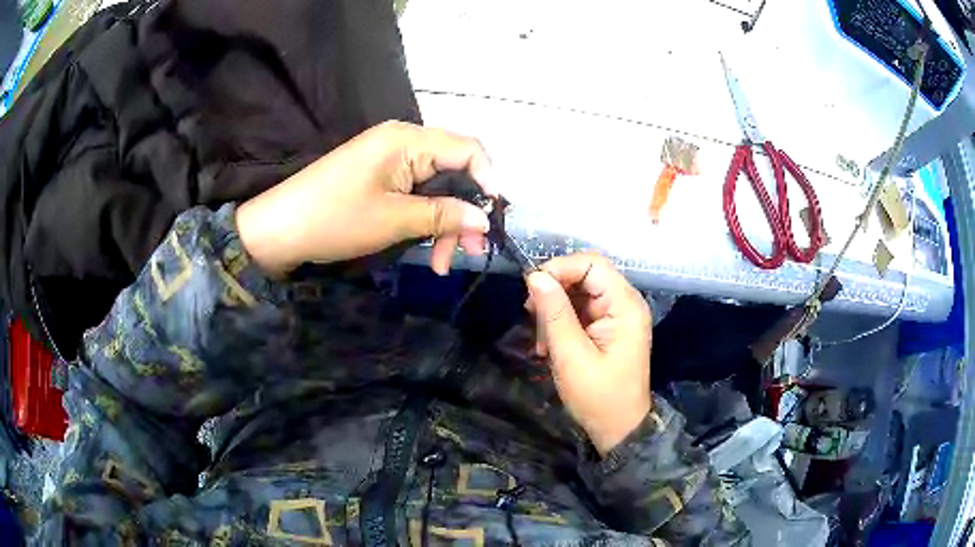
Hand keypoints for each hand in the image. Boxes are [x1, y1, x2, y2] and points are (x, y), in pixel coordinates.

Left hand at [236, 121, 494, 275]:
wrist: (279, 229)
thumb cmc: (334, 219)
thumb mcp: (393, 220)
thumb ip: (443, 215)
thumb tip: (485, 219)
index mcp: (407, 140)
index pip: (468, 149)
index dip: (488, 182)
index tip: (493, 220)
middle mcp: (403, 141)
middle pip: (454, 171)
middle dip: (465, 211)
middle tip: (470, 252)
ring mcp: (390, 159)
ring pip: (437, 187)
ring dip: (446, 222)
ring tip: (442, 264)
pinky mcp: (380, 176)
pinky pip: (416, 193)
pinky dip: (425, 219)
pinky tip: (426, 248)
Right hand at [525, 253, 652, 455]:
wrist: (619, 429)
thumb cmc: (598, 397)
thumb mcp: (571, 356)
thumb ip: (554, 313)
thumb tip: (535, 276)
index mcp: (625, 305)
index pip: (591, 263)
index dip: (559, 268)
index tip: (531, 289)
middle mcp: (625, 302)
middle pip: (585, 275)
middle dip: (554, 291)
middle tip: (531, 317)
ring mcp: (618, 315)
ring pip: (579, 292)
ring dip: (554, 310)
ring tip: (542, 341)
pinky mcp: (609, 327)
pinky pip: (581, 310)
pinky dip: (561, 323)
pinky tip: (550, 346)